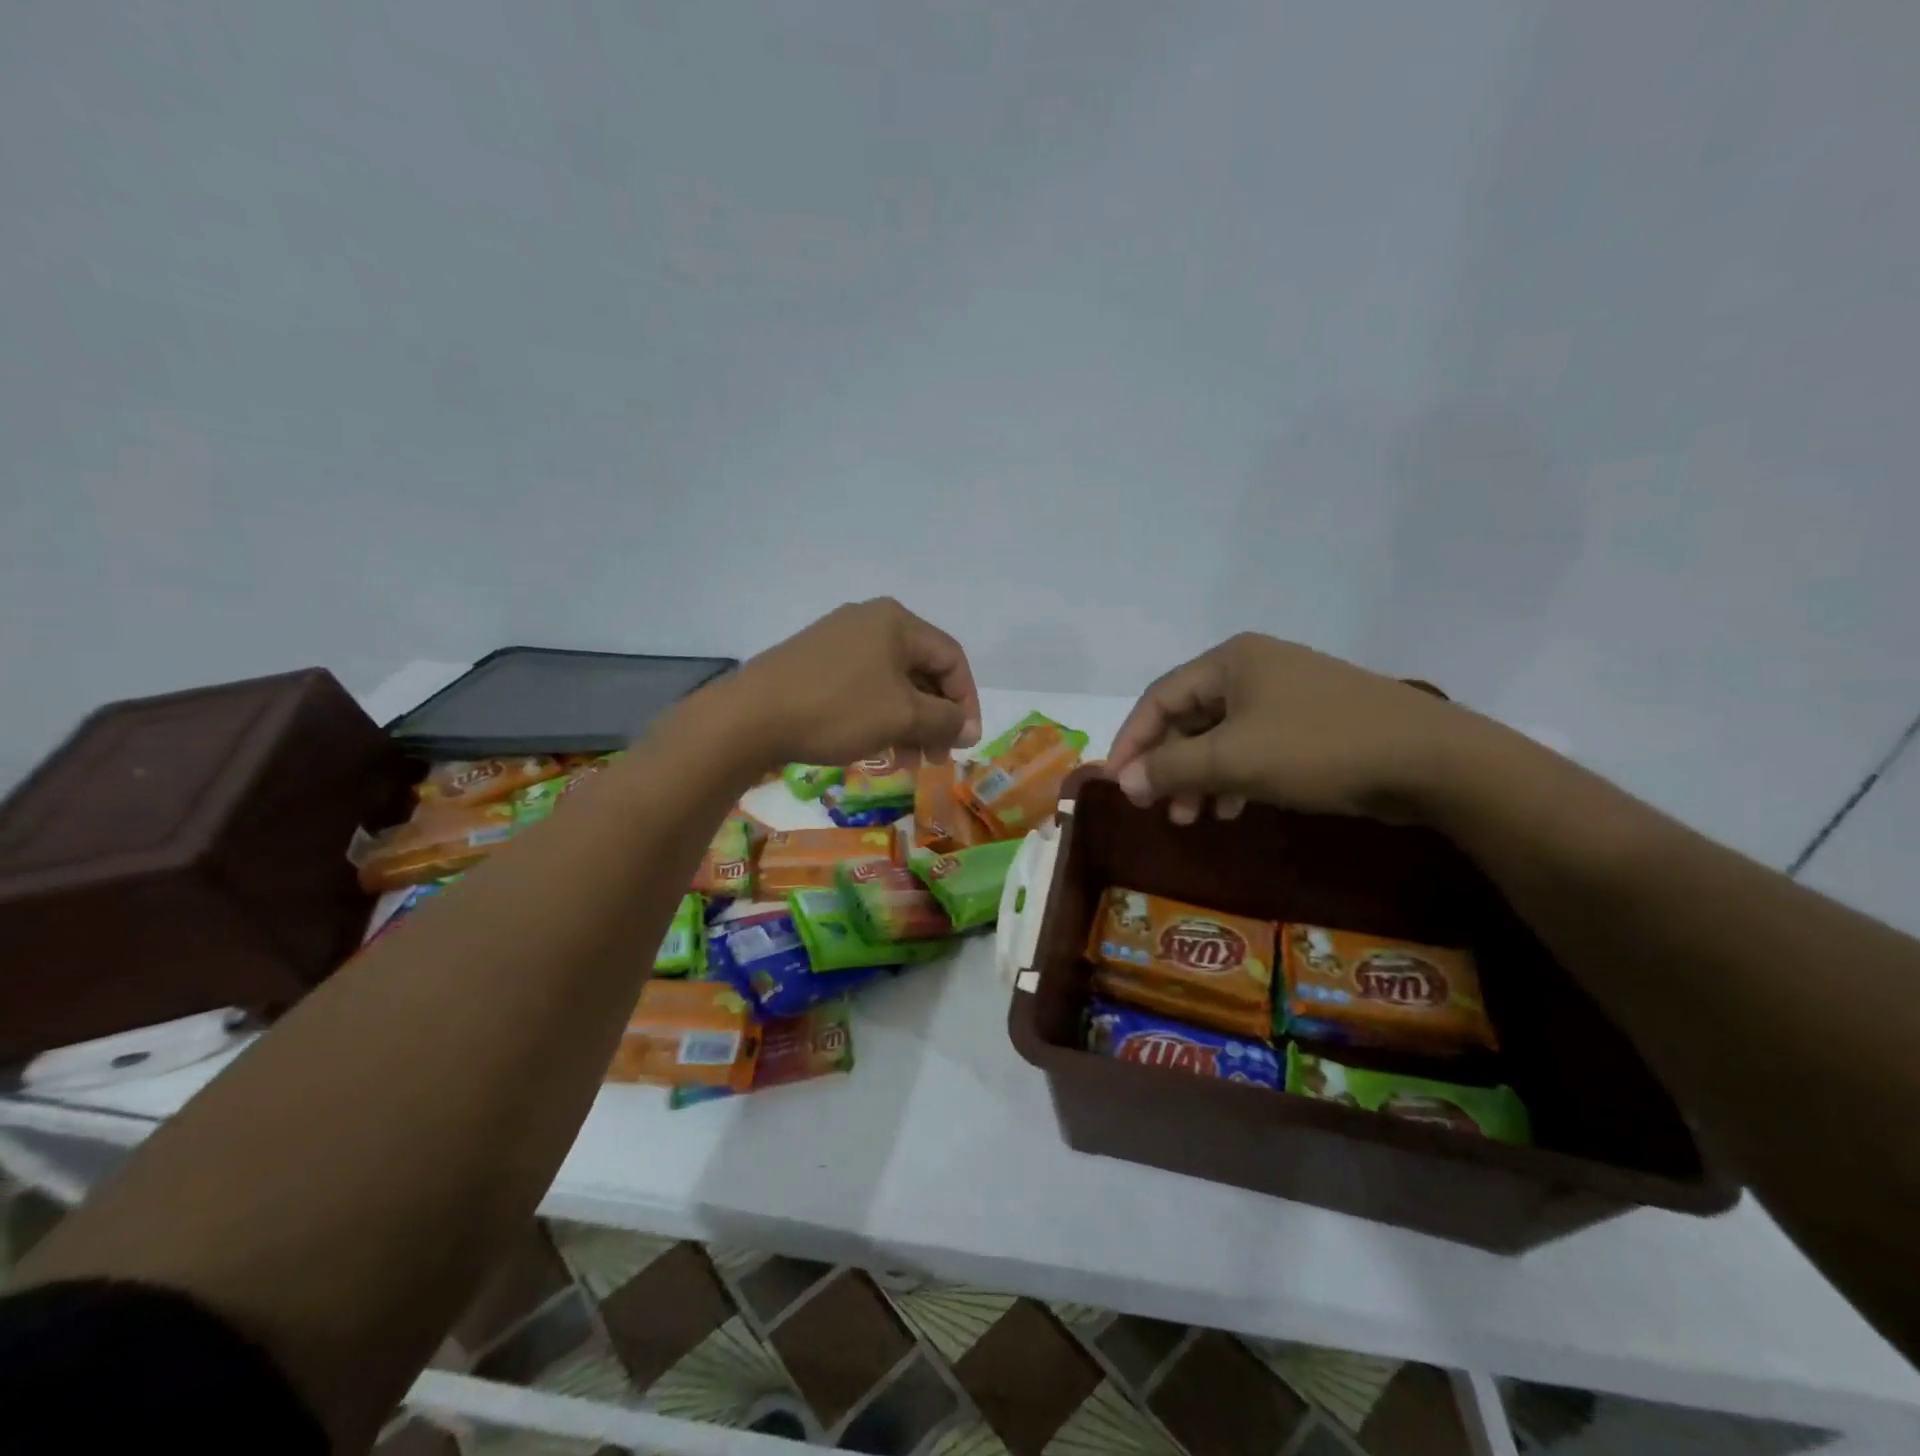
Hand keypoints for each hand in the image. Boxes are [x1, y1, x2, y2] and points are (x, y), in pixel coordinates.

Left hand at [715, 598, 980, 768]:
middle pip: (921, 671)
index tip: (964, 742)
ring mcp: (838, 640)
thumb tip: (970, 727)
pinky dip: (878, 717)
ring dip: (907, 724)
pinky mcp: (814, 662)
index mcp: (896, 622)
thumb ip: (946, 720)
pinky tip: (874, 748)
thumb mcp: (902, 717)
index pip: (951, 658)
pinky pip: (863, 687)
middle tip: (935, 759)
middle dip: (934, 719)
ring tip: (904, 763)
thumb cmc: (838, 710)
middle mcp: (869, 621)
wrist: (750, 717)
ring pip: (891, 684)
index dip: (966, 702)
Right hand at [1105, 633, 1476, 824]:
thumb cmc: (1318, 749)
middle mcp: (1254, 668)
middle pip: (1188, 717)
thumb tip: (1122, 781)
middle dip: (1168, 765)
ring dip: (1199, 777)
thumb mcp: (1234, 759)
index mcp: (1230, 661)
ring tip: (1192, 818)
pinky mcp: (1311, 721)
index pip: (1159, 698)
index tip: (1119, 784)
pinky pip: (1253, 746)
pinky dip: (1234, 776)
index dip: (1131, 741)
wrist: (1431, 761)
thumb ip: (1170, 768)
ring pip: (1221, 736)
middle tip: (1156, 808)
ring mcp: (1286, 693)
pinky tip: (1232, 808)